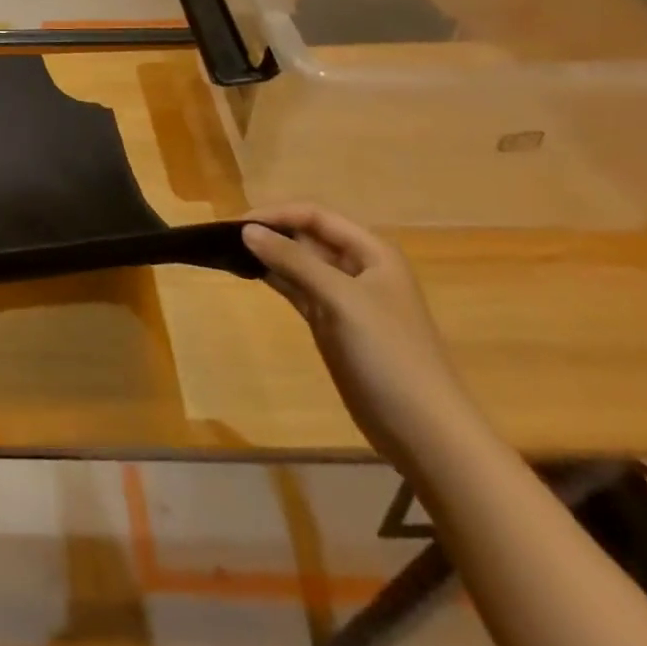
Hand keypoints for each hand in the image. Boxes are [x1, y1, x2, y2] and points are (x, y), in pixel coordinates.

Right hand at [243, 205, 480, 468]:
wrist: (424, 431)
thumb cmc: (389, 355)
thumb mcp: (341, 299)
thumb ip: (293, 260)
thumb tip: (246, 229)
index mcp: (372, 252)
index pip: (315, 216)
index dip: (276, 214)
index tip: (234, 224)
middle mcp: (358, 268)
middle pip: (305, 235)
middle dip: (269, 232)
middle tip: (223, 238)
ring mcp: (343, 297)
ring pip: (297, 261)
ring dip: (267, 254)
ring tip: (226, 251)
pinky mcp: (330, 322)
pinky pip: (296, 287)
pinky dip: (272, 277)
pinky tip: (246, 273)